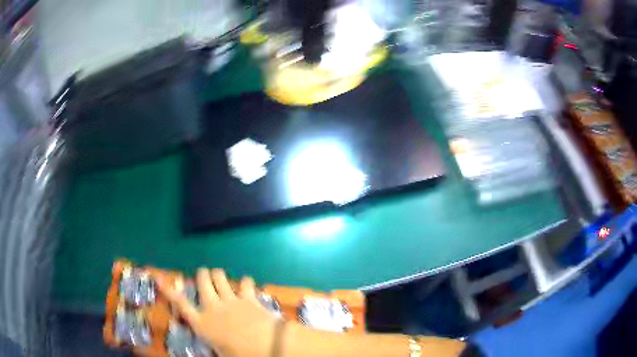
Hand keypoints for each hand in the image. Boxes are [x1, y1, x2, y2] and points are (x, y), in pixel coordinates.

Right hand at [155, 268, 277, 356]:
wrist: (267, 346)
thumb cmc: (240, 355)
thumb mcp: (220, 353)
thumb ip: (213, 345)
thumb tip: (214, 345)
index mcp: (202, 323)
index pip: (181, 304)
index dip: (169, 291)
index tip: (160, 279)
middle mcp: (213, 307)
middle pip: (202, 281)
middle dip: (202, 275)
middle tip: (204, 275)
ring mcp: (231, 300)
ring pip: (219, 276)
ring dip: (218, 274)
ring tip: (219, 275)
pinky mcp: (249, 297)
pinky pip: (245, 282)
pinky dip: (245, 282)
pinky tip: (247, 284)